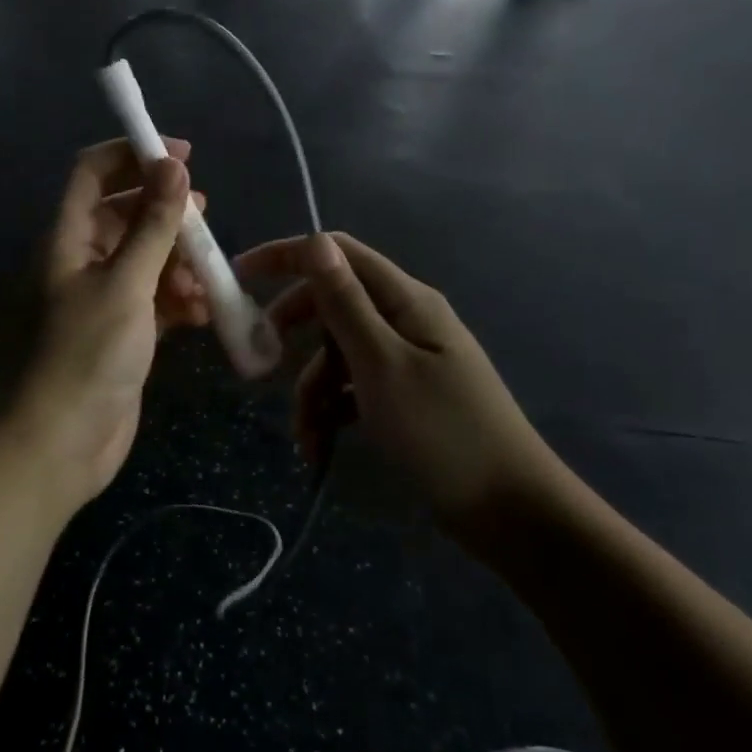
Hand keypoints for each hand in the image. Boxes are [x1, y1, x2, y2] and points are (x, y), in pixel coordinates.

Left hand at [0, 139, 206, 509]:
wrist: (57, 446)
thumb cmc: (84, 355)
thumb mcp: (125, 285)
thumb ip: (152, 226)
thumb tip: (173, 166)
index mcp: (66, 239)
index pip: (92, 174)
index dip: (133, 155)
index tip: (182, 155)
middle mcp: (79, 262)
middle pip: (124, 215)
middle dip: (166, 213)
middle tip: (204, 218)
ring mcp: (101, 299)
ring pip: (144, 259)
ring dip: (178, 262)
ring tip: (205, 279)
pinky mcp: (121, 333)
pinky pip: (153, 300)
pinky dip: (177, 300)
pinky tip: (201, 312)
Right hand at [233, 233, 558, 531]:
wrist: (511, 512)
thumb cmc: (442, 432)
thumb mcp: (381, 365)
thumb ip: (345, 303)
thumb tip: (314, 240)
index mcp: (405, 301)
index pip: (338, 254)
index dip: (288, 256)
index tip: (240, 275)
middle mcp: (405, 320)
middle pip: (332, 305)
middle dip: (294, 333)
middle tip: (262, 360)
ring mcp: (405, 360)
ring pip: (337, 354)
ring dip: (311, 389)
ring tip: (306, 435)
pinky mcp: (403, 397)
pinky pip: (353, 388)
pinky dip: (332, 412)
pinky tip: (320, 447)